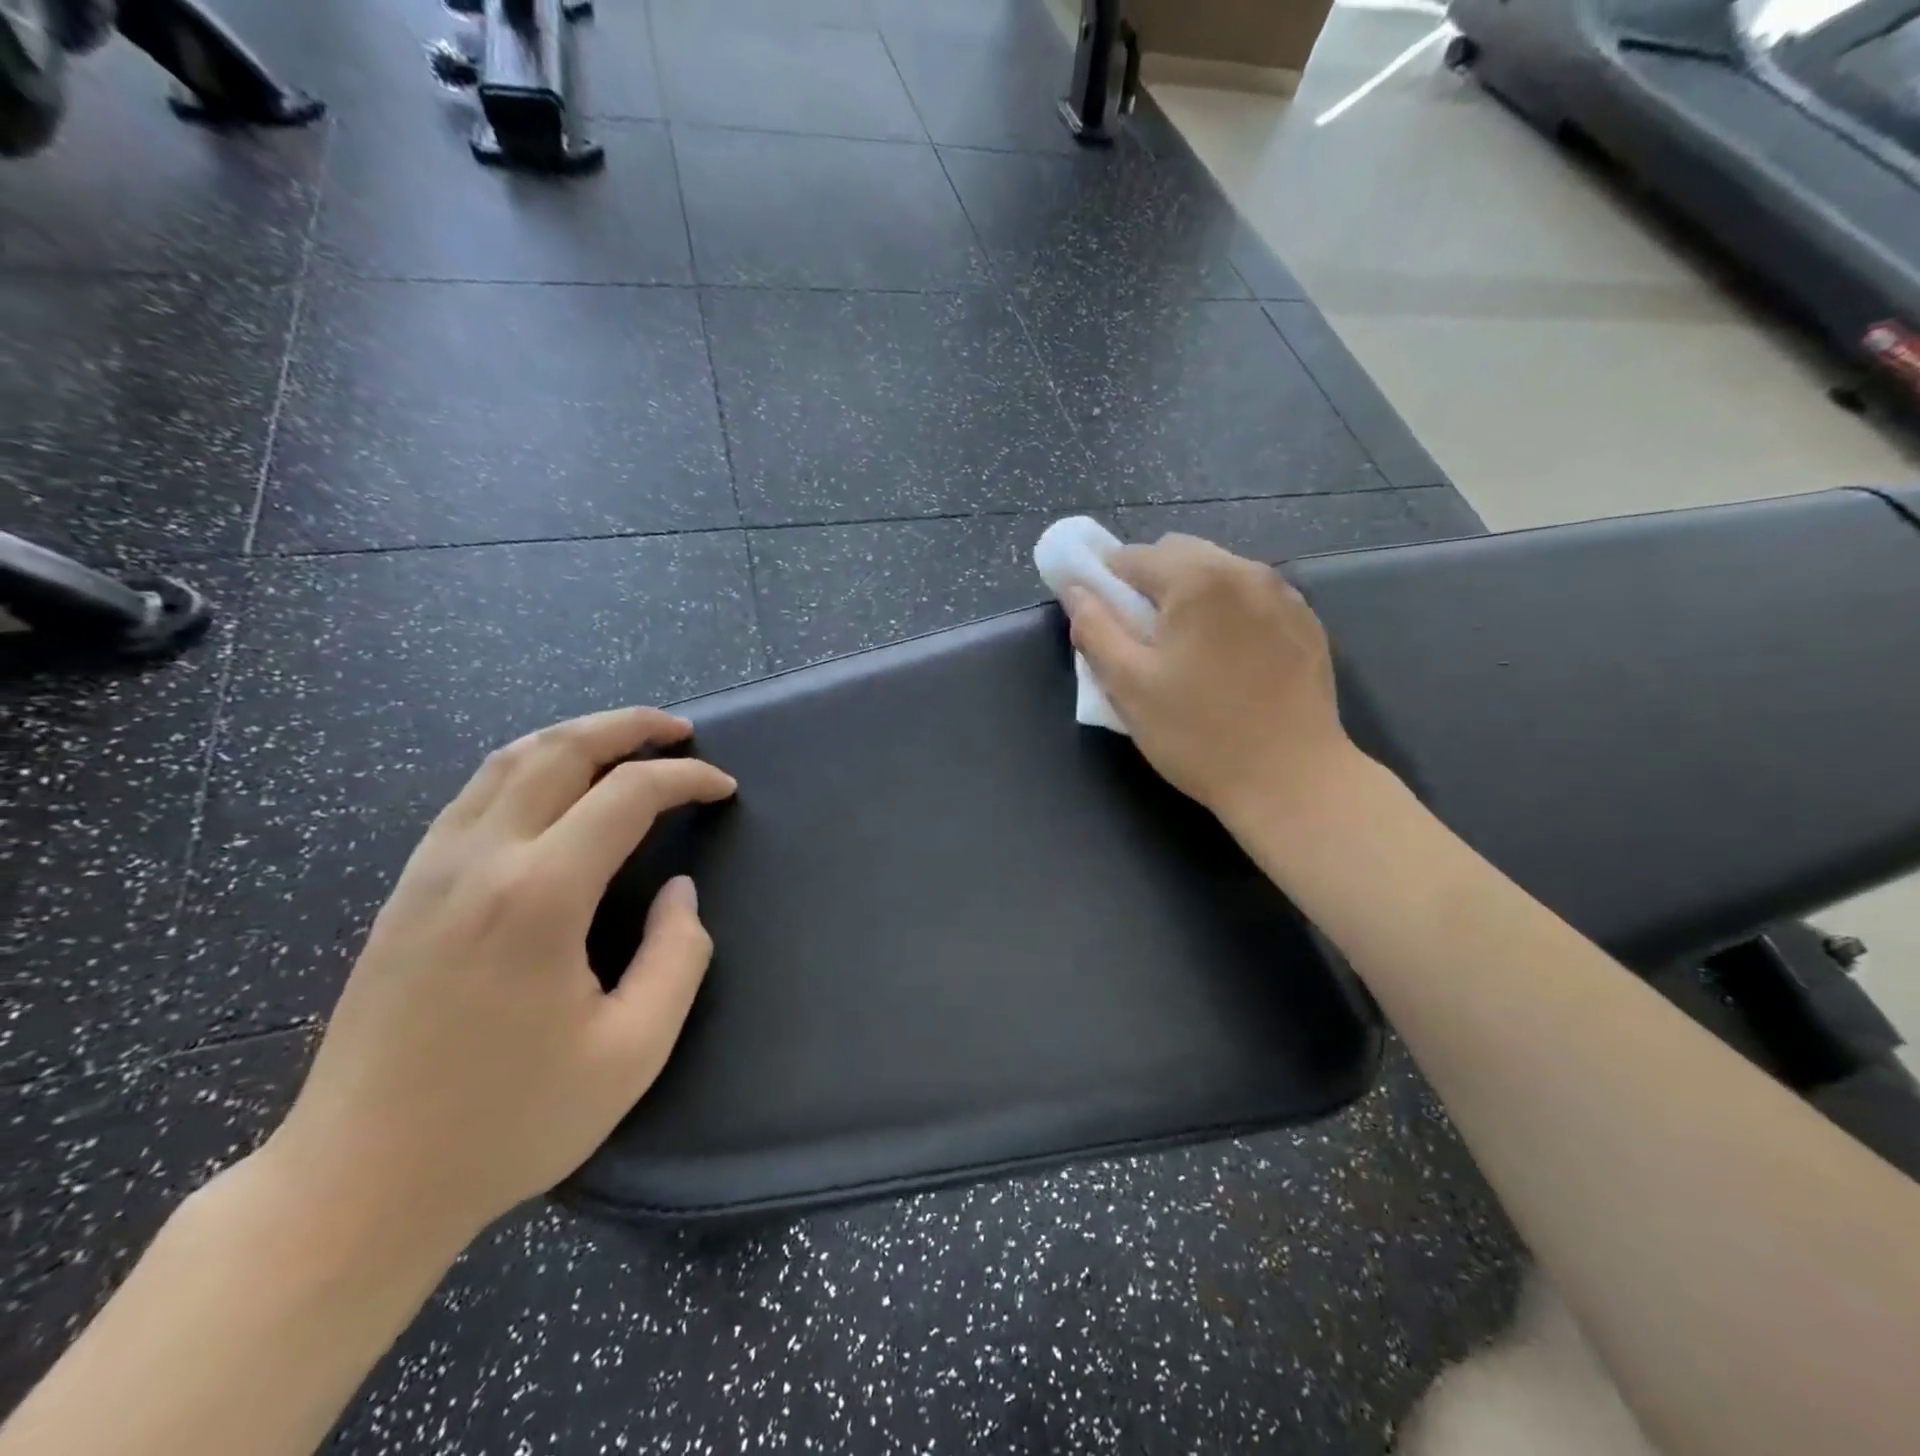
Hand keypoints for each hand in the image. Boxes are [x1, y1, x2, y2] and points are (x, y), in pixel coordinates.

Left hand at [257, 707, 736, 1250]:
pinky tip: (556, 787)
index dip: (685, 779)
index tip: (723, 788)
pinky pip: (475, 793)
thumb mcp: (633, 1051)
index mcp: (539, 896)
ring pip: (508, 760)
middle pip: (559, 750)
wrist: (357, 1184)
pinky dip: (530, 765)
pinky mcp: (406, 889)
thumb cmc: (509, 1122)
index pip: (627, 795)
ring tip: (626, 741)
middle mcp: (480, 860)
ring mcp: (431, 869)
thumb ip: (676, 956)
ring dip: (576, 736)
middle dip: (629, 725)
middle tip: (681, 730)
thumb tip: (678, 892)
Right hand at [1062, 534, 1360, 826]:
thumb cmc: (1198, 734)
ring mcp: (1284, 594)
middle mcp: (1245, 571)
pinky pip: (1252, 596)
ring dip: (1190, 595)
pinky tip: (1227, 659)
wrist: (1291, 780)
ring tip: (1186, 649)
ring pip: (1219, 572)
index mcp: (1197, 580)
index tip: (1100, 618)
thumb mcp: (1129, 686)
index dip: (1105, 581)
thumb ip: (1094, 629)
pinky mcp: (1306, 622)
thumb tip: (1074, 589)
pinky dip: (1227, 611)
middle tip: (1141, 637)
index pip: (1133, 556)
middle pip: (1179, 554)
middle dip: (1150, 583)